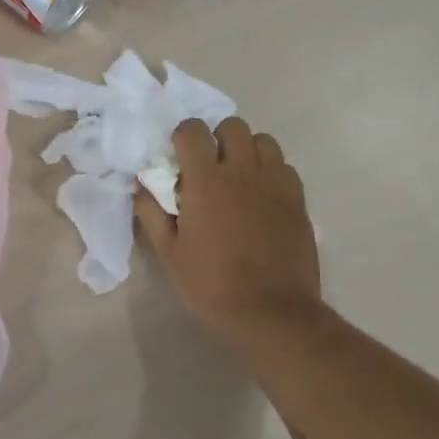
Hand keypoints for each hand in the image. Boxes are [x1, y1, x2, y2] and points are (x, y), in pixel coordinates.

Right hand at [135, 118, 322, 338]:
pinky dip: (271, 171)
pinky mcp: (298, 199)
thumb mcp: (169, 253)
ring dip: (247, 150)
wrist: (272, 313)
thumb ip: (151, 212)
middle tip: (208, 165)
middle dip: (217, 137)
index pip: (193, 129)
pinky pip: (284, 167)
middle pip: (232, 126)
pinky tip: (262, 196)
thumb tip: (141, 184)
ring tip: (238, 176)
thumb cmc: (212, 284)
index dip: (182, 136)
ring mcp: (275, 183)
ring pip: (263, 140)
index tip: (177, 156)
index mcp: (207, 180)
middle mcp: (243, 171)